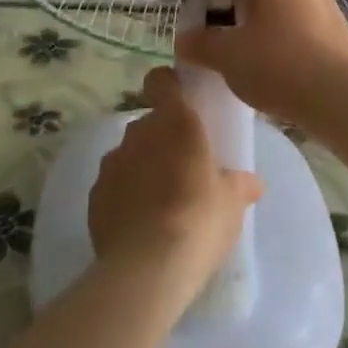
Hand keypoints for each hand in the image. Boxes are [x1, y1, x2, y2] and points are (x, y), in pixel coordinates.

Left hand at [89, 67, 261, 303]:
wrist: (147, 268)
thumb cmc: (199, 218)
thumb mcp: (232, 201)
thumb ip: (240, 183)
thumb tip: (253, 182)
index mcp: (175, 120)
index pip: (161, 80)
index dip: (168, 85)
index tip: (180, 101)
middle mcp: (138, 132)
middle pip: (148, 123)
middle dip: (161, 139)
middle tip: (182, 167)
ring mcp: (111, 163)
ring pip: (128, 154)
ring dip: (141, 168)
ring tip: (159, 201)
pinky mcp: (94, 196)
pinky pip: (112, 186)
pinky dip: (123, 196)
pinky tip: (139, 224)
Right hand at [175, 0, 347, 133]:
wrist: (339, 97)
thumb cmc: (277, 62)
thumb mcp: (227, 55)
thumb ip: (201, 44)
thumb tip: (183, 40)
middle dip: (247, 0)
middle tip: (224, 26)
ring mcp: (326, 6)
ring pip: (289, 6)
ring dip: (269, 22)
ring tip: (249, 52)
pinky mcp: (340, 33)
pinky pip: (306, 28)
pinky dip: (290, 41)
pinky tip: (278, 69)